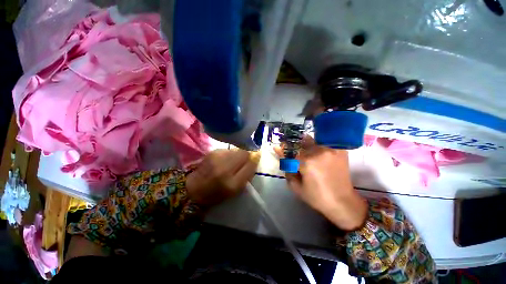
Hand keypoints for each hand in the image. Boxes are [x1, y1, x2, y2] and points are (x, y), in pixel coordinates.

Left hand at [186, 149, 259, 206]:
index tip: (257, 156)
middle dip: (248, 154)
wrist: (194, 189)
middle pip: (244, 153)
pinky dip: (230, 153)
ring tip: (234, 160)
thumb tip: (255, 157)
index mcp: (233, 183)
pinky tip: (225, 159)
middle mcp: (225, 169)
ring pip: (237, 149)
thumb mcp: (236, 190)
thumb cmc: (217, 193)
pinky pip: (228, 149)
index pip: (250, 165)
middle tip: (245, 159)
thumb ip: (247, 174)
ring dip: (239, 154)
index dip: (255, 159)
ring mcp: (218, 158)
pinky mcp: (212, 152)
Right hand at [275, 137, 367, 230]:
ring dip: (305, 146)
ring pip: (311, 141)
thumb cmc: (317, 197)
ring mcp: (330, 149)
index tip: (278, 147)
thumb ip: (286, 168)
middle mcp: (318, 152)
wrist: (343, 202)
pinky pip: (323, 143)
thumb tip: (278, 150)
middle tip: (293, 156)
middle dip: (293, 147)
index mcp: (307, 162)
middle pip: (300, 142)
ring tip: (306, 156)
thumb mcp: (296, 186)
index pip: (290, 150)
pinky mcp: (339, 150)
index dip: (283, 150)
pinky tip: (316, 155)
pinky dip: (317, 146)